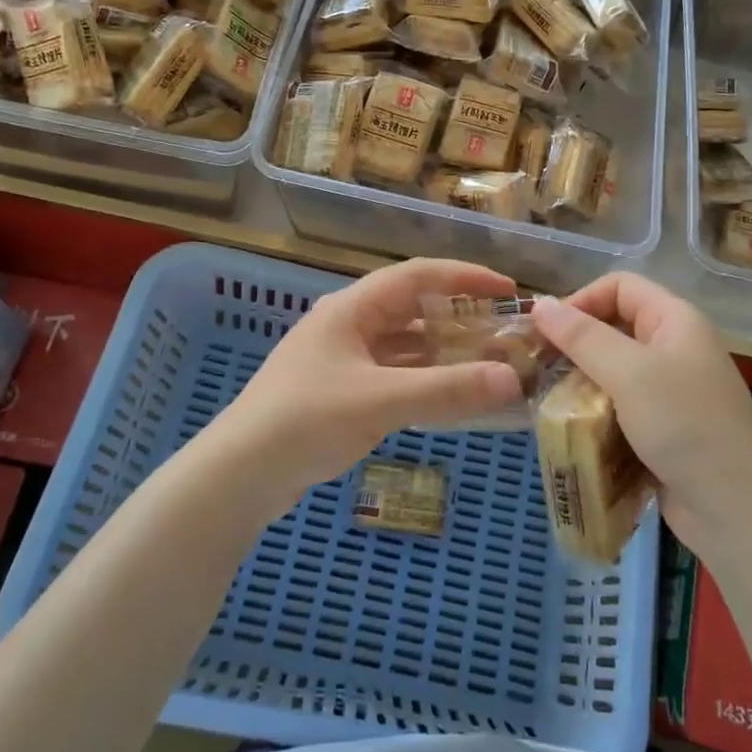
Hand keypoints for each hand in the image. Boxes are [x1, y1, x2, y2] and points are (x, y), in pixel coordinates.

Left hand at [215, 258, 524, 514]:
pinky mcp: (339, 393)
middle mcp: (347, 325)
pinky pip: (393, 376)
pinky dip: (423, 382)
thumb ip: (447, 390)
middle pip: (413, 310)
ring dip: (443, 354)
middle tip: (504, 335)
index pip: (418, 276)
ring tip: (487, 366)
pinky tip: (449, 398)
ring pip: (404, 346)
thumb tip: (512, 379)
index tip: (509, 292)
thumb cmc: (306, 420)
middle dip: (459, 319)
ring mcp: (341, 360)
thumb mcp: (381, 401)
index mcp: (352, 309)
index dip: (466, 278)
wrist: (239, 474)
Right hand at [532, 275, 751, 557]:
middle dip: (575, 344)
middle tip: (539, 367)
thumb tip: (540, 304)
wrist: (736, 509)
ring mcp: (671, 389)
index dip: (581, 300)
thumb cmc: (684, 426)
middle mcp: (674, 347)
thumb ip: (581, 337)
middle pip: (614, 326)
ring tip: (549, 400)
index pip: (619, 286)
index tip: (548, 332)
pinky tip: (573, 427)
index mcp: (675, 320)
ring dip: (580, 381)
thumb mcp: (628, 373)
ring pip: (613, 369)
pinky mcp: (664, 426)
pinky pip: (620, 404)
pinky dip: (595, 411)